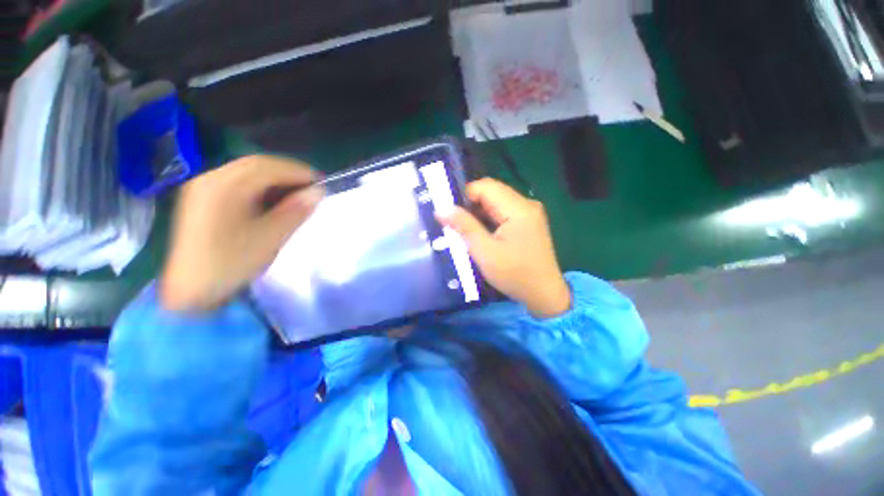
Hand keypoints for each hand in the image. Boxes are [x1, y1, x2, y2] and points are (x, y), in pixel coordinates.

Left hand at [161, 155, 322, 311]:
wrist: (190, 289)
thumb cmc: (232, 263)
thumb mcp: (270, 238)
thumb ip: (295, 211)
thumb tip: (318, 192)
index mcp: (223, 187)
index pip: (267, 167)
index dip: (298, 172)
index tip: (322, 182)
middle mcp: (210, 178)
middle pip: (256, 165)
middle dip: (288, 173)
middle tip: (312, 188)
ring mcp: (204, 186)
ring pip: (247, 172)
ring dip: (276, 179)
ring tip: (297, 194)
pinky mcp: (203, 197)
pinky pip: (238, 181)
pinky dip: (261, 186)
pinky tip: (273, 199)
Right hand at [439, 178, 570, 318]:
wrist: (544, 295)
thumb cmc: (515, 275)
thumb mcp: (485, 252)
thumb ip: (464, 226)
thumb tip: (441, 208)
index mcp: (518, 208)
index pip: (485, 186)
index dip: (464, 196)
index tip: (448, 213)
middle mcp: (526, 204)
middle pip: (491, 192)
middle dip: (470, 205)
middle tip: (453, 223)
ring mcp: (529, 213)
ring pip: (496, 202)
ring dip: (478, 213)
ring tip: (464, 230)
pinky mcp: (528, 222)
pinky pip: (503, 212)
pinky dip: (488, 219)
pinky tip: (480, 234)